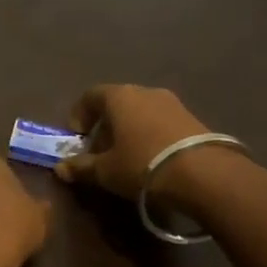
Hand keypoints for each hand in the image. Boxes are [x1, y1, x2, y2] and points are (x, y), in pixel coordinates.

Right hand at [53, 83, 211, 198]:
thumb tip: (60, 168)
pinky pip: (161, 122)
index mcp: (119, 96)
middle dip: (105, 126)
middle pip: (116, 103)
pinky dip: (151, 135)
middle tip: (101, 152)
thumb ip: (81, 167)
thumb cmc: (143, 165)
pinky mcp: (193, 118)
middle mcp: (145, 91)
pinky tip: (153, 160)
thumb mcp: (106, 171)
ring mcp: (172, 103)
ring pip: (140, 112)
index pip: (90, 96)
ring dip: (130, 131)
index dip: (79, 115)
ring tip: (128, 158)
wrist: (206, 175)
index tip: (77, 138)